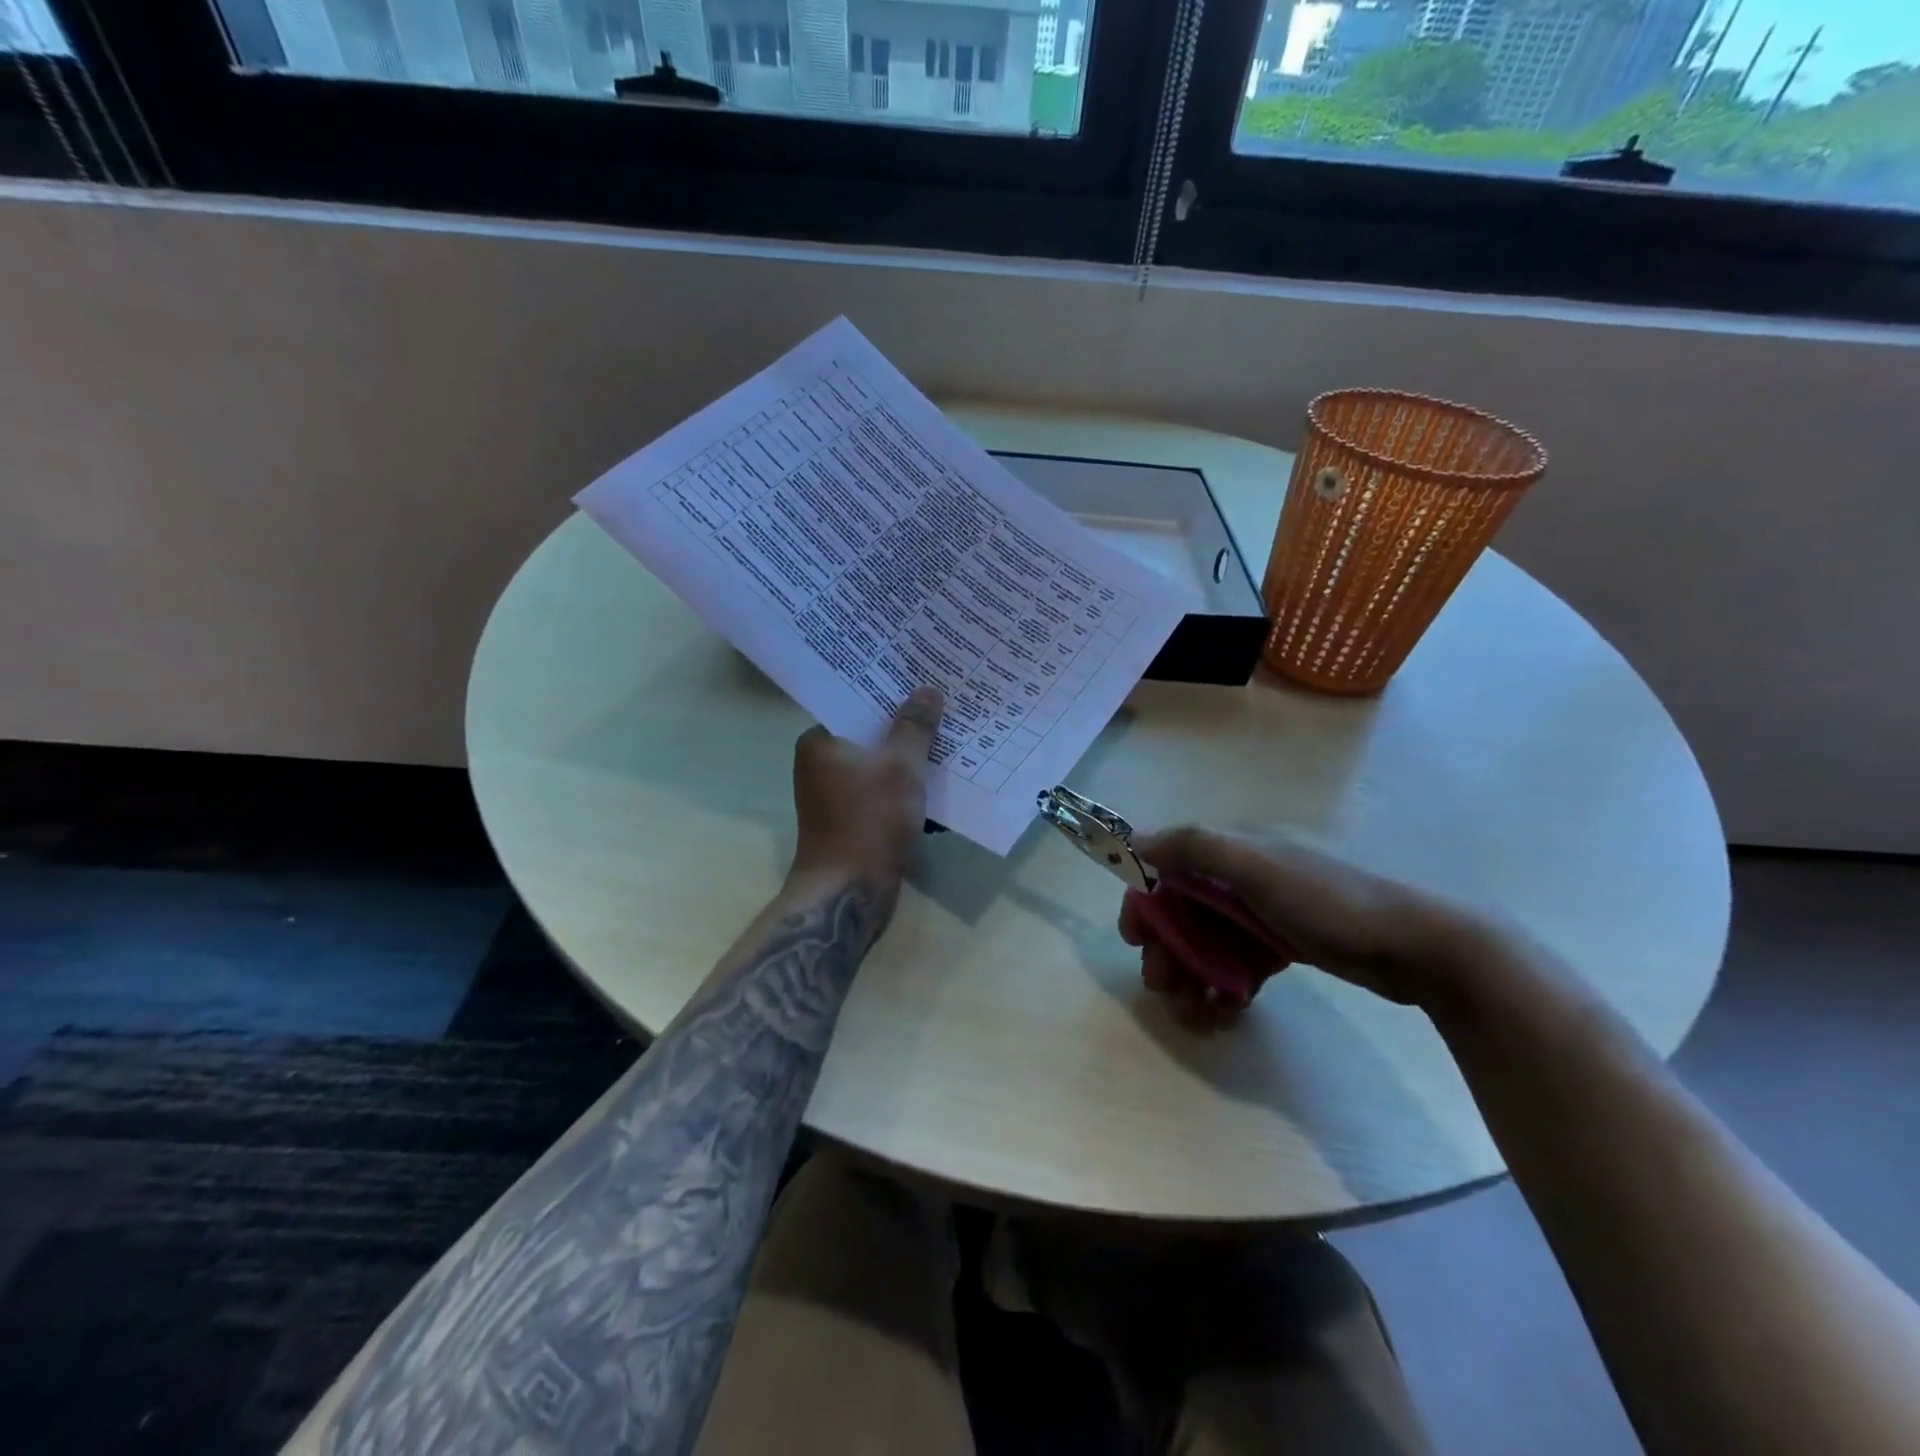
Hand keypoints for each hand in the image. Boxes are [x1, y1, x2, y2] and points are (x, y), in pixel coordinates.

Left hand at [787, 687, 943, 924]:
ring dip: (907, 760)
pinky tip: (936, 783)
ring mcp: (833, 796)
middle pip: (869, 736)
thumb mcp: (900, 766)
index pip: (855, 704)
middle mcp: (819, 765)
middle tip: (943, 708)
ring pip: (878, 767)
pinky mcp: (850, 822)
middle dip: (905, 728)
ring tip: (947, 741)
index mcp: (819, 742)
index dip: (890, 694)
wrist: (849, 892)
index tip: (922, 683)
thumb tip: (927, 690)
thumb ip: (915, 727)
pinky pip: (880, 793)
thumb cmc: (870, 819)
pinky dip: (903, 788)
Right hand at [1122, 826, 1494, 1020]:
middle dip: (1168, 948)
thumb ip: (1196, 847)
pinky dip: (1226, 984)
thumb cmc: (1331, 903)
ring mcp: (1268, 912)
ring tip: (1193, 1014)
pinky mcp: (1288, 945)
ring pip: (1211, 940)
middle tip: (1163, 988)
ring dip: (1194, 973)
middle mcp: (1246, 876)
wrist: (1422, 947)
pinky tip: (1225, 1012)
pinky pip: (1241, 962)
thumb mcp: (1259, 866)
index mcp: (1236, 850)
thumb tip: (1135, 839)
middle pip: (1186, 910)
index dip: (1146, 900)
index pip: (1170, 867)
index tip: (1133, 940)